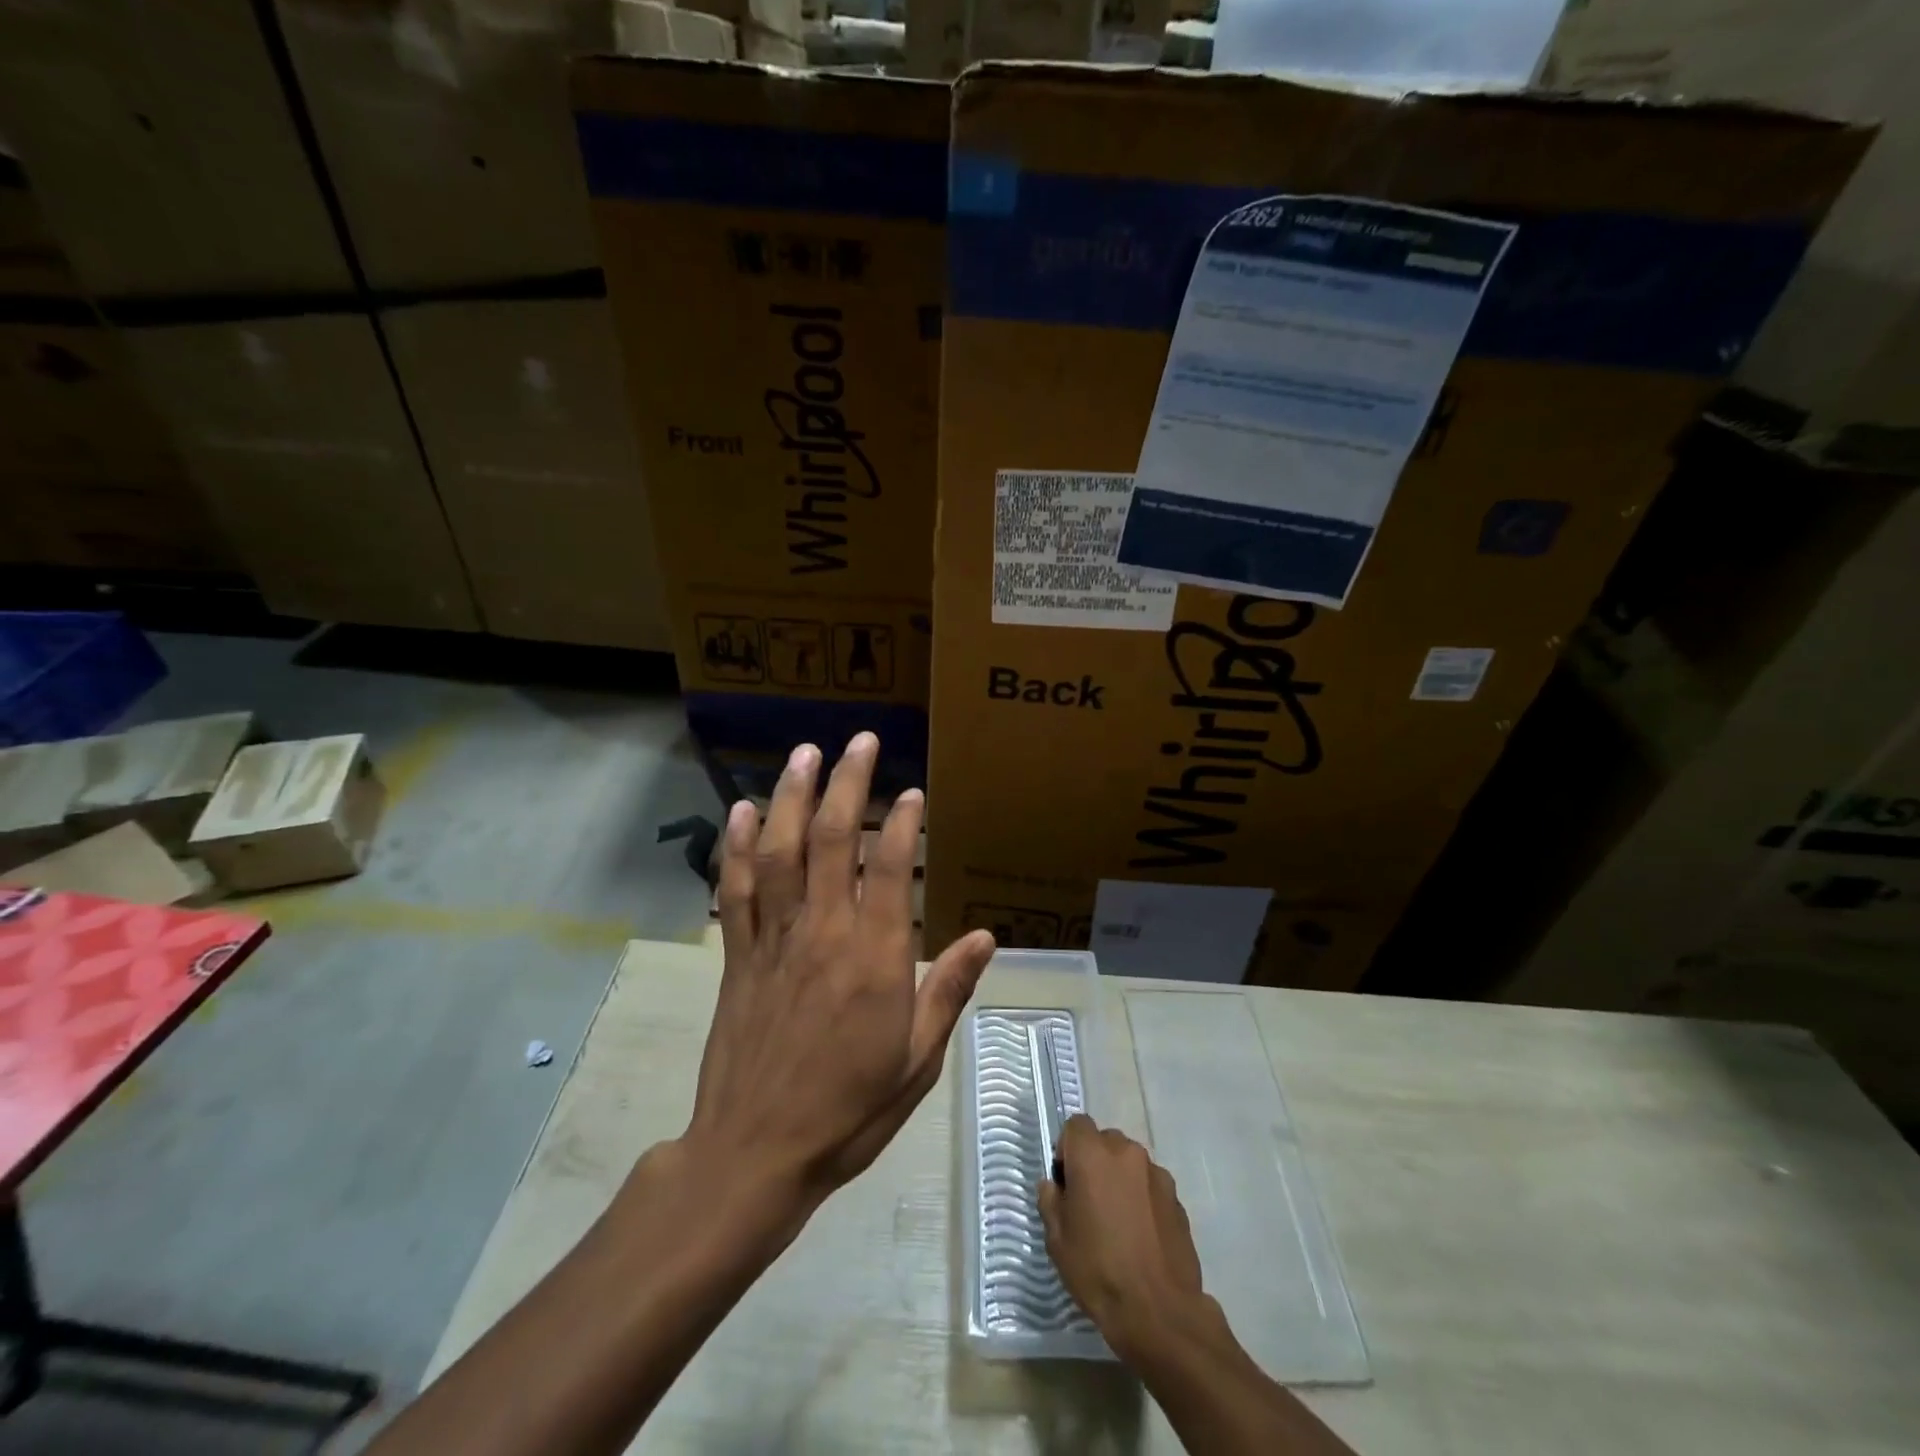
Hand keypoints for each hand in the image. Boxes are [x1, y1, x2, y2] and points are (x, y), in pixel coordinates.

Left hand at [686, 732, 995, 1215]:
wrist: (755, 1154)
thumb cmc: (848, 1111)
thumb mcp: (917, 1061)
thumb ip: (948, 990)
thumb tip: (987, 937)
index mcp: (874, 959)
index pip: (889, 868)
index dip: (903, 822)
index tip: (912, 791)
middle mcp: (823, 934)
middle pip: (834, 841)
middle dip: (848, 784)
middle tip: (860, 741)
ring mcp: (774, 940)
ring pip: (781, 851)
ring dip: (793, 797)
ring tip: (805, 752)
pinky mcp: (737, 956)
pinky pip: (736, 890)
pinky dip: (737, 847)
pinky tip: (741, 810)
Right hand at [1040, 1115, 1212, 1361]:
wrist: (1159, 1312)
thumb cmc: (1098, 1271)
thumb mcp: (1057, 1240)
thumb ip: (1050, 1201)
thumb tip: (1054, 1186)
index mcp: (1092, 1155)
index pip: (1075, 1125)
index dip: (1067, 1148)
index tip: (1066, 1181)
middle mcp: (1126, 1152)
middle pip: (1104, 1141)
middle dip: (1095, 1163)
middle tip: (1090, 1203)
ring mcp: (1156, 1173)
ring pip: (1129, 1163)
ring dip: (1120, 1179)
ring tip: (1118, 1222)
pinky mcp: (1177, 1198)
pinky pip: (1150, 1185)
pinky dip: (1142, 1198)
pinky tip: (1141, 1235)